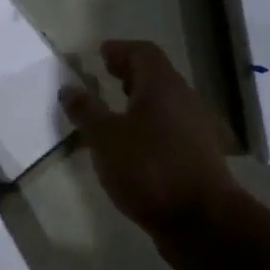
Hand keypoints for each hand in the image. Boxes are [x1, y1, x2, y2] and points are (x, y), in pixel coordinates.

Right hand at [61, 39, 240, 239]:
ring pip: (164, 104)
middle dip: (130, 73)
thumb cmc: (149, 169)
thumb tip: (69, 87)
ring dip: (139, 102)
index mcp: (163, 87)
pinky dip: (147, 126)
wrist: (200, 220)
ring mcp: (195, 130)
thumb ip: (86, 111)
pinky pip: (168, 128)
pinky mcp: (196, 157)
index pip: (143, 53)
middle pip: (157, 76)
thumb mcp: (105, 138)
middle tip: (105, 76)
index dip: (121, 50)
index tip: (100, 53)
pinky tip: (131, 146)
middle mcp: (184, 101)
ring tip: (113, 112)